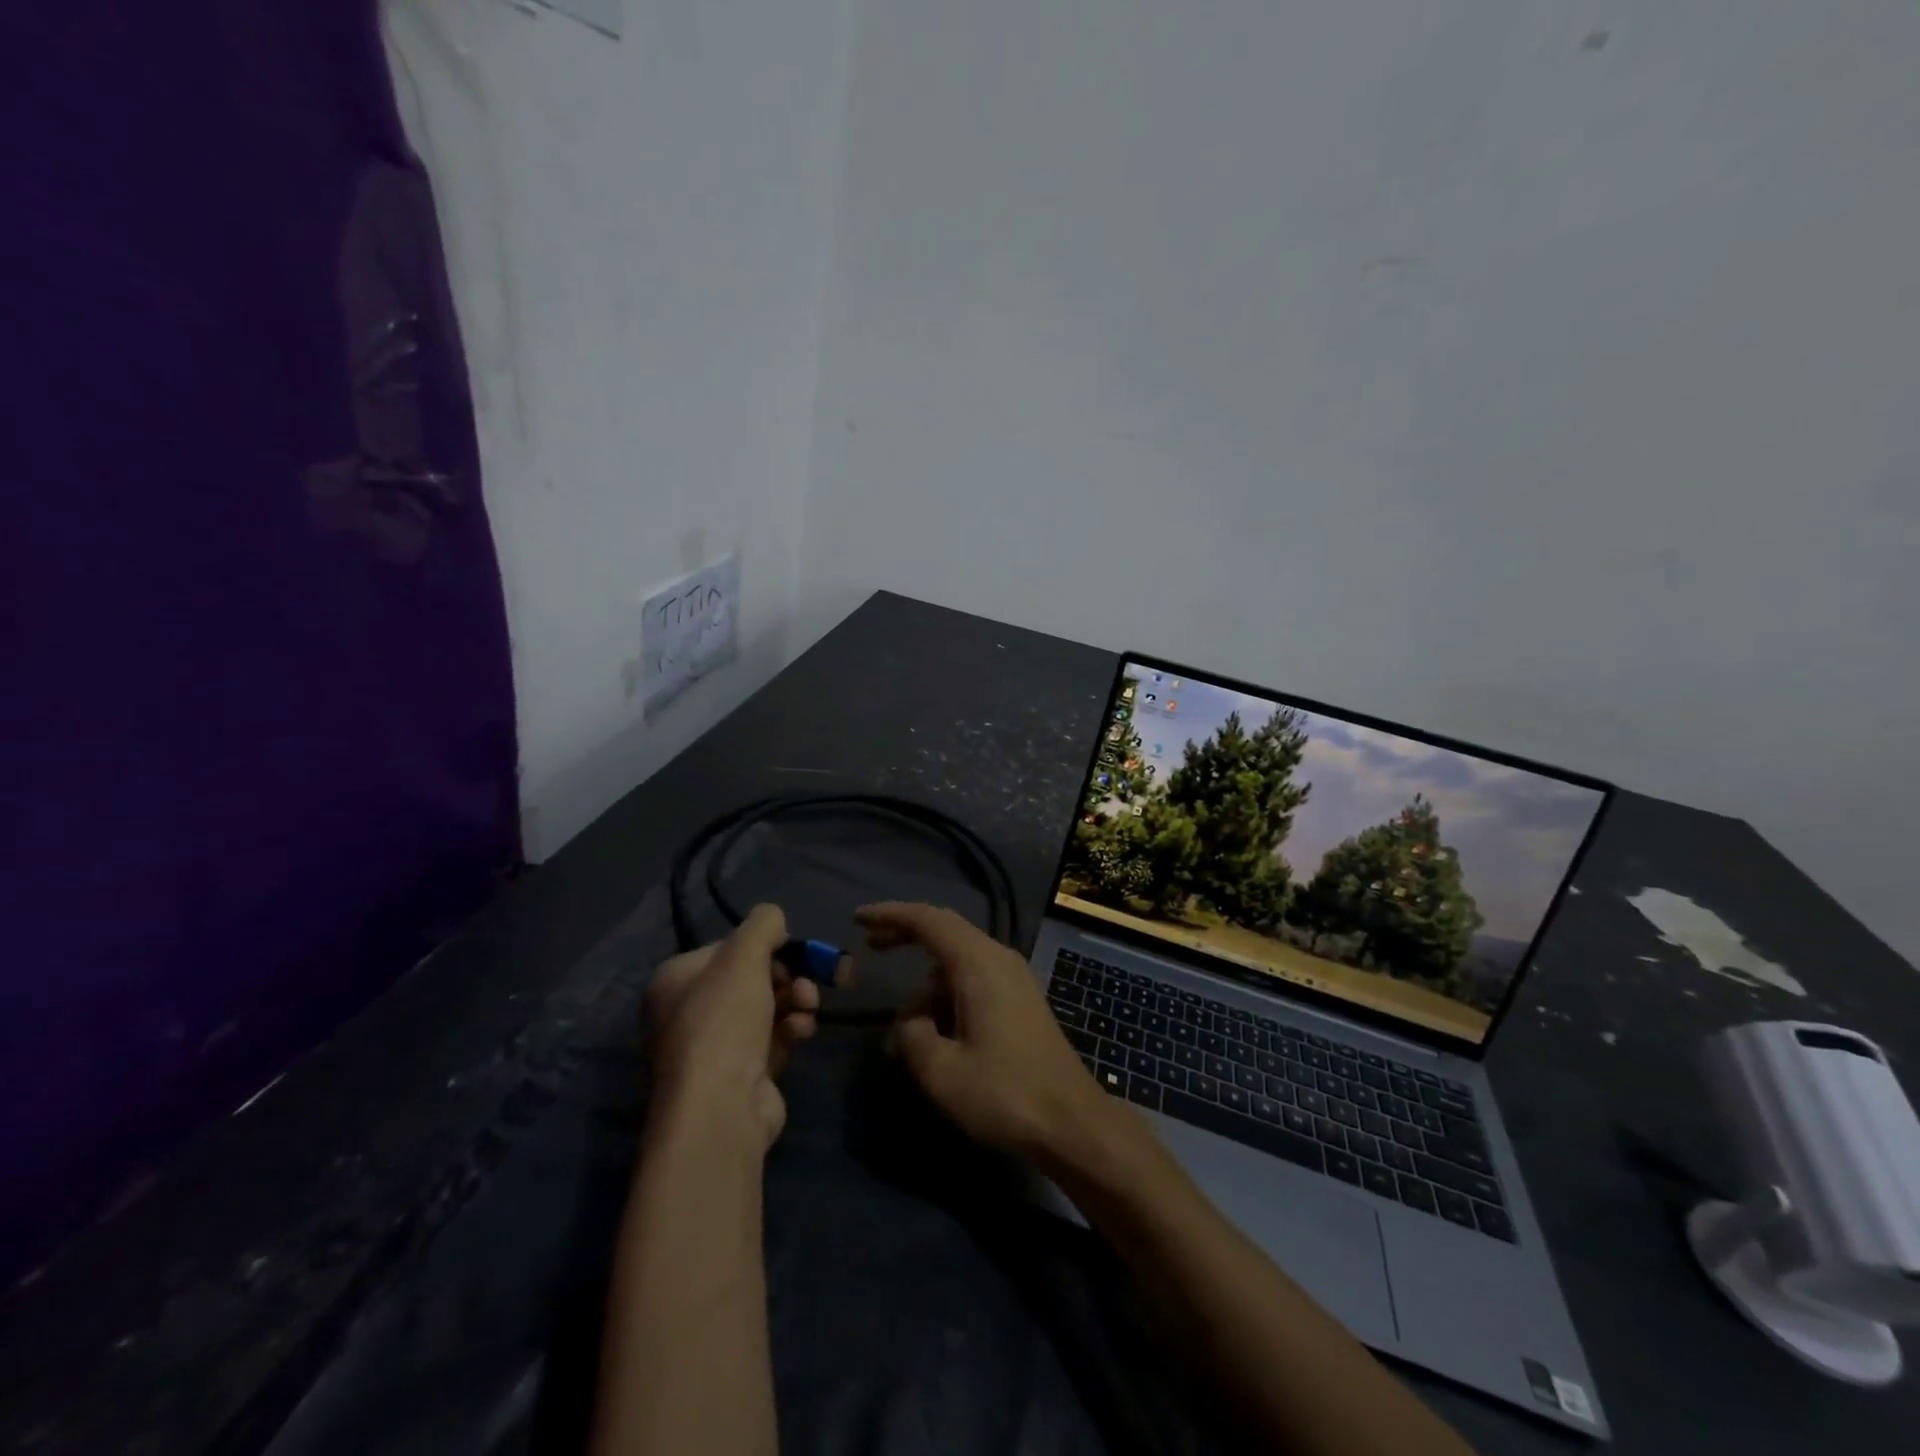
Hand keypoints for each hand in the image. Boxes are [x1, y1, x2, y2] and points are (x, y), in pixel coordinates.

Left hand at [645, 904, 820, 1150]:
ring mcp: (712, 1049)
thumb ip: (764, 924)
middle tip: (808, 981)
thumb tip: (775, 920)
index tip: (790, 951)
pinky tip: (802, 1031)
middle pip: (750, 979)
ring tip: (808, 1007)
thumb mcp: (745, 954)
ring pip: (766, 1008)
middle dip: (787, 976)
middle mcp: (686, 1013)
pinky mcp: (739, 1076)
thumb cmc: (724, 1020)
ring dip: (795, 1001)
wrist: (721, 1106)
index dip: (764, 947)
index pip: (727, 949)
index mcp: (674, 981)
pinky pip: (772, 1039)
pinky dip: (790, 1030)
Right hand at [857, 902, 1111, 1165]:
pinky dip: (947, 997)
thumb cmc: (1005, 1094)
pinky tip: (936, 1037)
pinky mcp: (1020, 999)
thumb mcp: (941, 1072)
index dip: (891, 914)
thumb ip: (912, 1036)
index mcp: (978, 963)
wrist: (1072, 1122)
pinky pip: (974, 980)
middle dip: (906, 937)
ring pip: (958, 963)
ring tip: (906, 1036)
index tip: (859, 919)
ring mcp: (1014, 978)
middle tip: (870, 950)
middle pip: (945, 932)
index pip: (928, 920)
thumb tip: (911, 1022)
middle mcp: (998, 958)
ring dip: (927, 987)